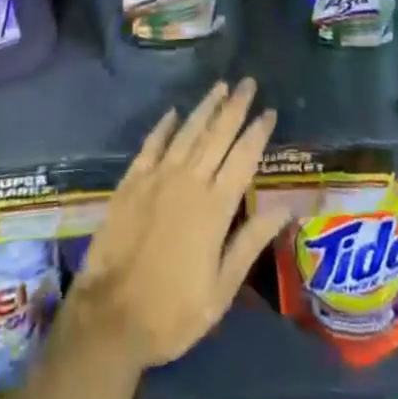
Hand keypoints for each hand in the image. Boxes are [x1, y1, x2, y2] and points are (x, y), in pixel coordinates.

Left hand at [62, 79, 282, 370]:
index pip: (243, 158)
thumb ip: (251, 241)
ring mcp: (157, 177)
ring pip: (187, 132)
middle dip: (235, 106)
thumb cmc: (173, 311)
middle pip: (217, 135)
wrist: (111, 316)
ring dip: (205, 107)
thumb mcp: (221, 289)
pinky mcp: (132, 182)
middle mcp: (189, 181)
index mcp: (215, 208)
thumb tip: (286, 207)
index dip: (258, 132)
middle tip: (248, 82)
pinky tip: (173, 113)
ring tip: (220, 86)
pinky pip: (152, 144)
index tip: (270, 110)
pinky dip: (164, 127)